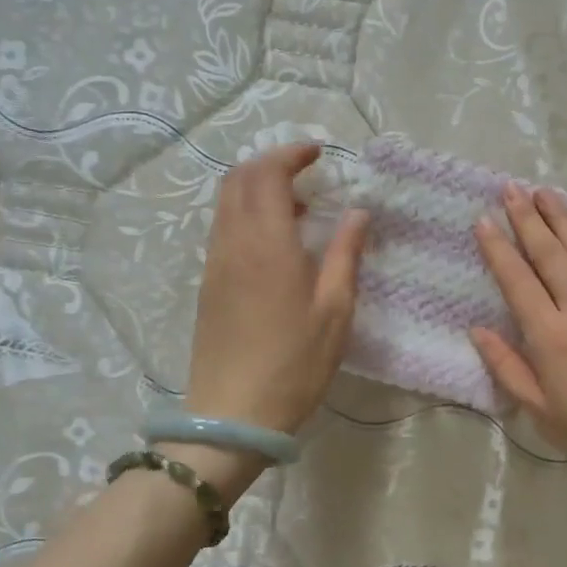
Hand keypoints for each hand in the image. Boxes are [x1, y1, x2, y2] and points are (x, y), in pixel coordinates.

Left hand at [184, 144, 368, 435]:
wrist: (233, 414)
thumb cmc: (294, 364)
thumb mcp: (335, 311)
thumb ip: (345, 254)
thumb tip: (358, 212)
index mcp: (267, 244)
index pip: (268, 174)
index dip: (291, 154)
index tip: (318, 152)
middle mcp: (233, 243)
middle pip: (238, 179)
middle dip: (270, 163)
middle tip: (307, 172)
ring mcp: (215, 264)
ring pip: (226, 204)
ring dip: (257, 189)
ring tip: (297, 206)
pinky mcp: (208, 284)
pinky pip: (223, 229)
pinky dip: (246, 215)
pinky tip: (275, 242)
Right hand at [471, 185, 566, 494]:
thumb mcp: (539, 410)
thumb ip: (507, 367)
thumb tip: (477, 330)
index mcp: (550, 337)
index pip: (516, 280)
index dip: (497, 248)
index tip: (483, 220)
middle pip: (548, 252)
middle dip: (526, 218)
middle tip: (510, 188)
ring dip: (560, 216)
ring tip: (543, 191)